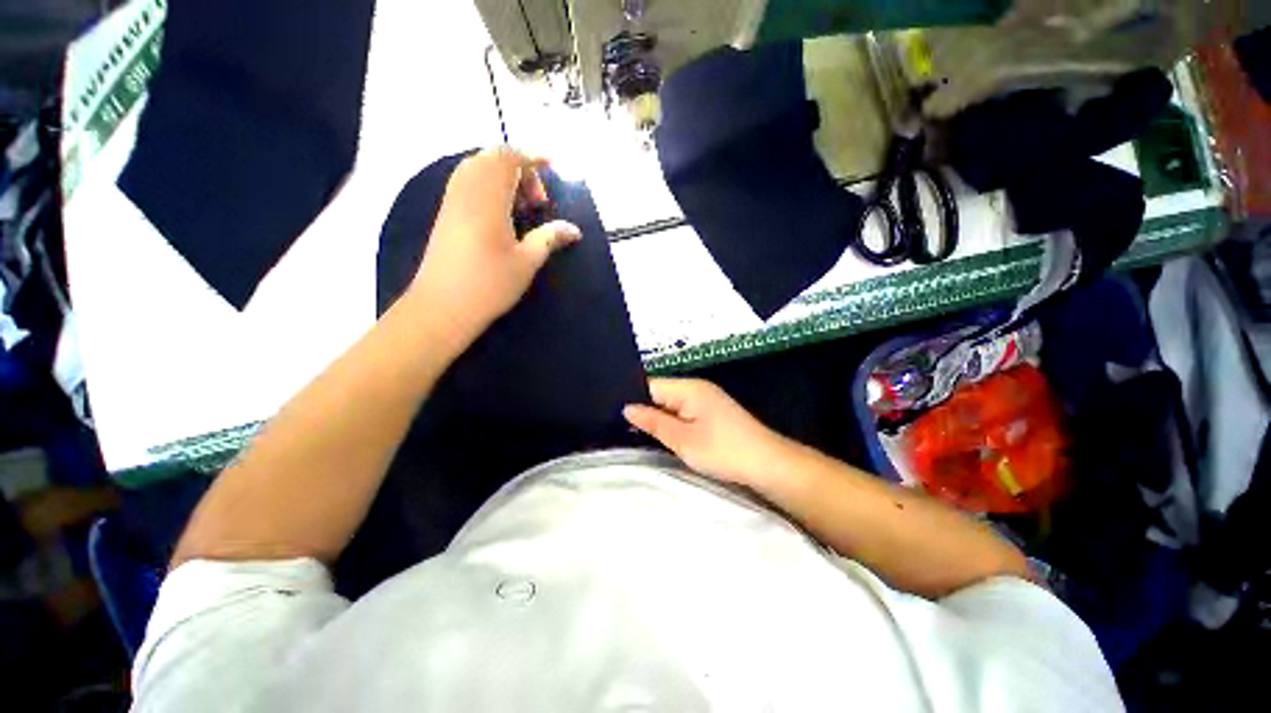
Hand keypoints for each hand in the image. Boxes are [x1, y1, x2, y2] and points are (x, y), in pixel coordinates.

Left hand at [407, 147, 581, 344]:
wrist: (443, 306)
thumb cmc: (490, 284)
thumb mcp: (527, 261)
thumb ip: (550, 238)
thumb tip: (574, 230)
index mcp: (488, 196)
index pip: (508, 157)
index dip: (532, 158)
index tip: (553, 168)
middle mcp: (466, 189)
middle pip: (491, 158)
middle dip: (519, 169)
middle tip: (538, 201)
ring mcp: (452, 200)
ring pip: (476, 168)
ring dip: (503, 178)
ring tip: (522, 208)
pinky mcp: (445, 214)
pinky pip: (467, 183)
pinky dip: (488, 186)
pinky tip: (502, 216)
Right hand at [623, 378, 795, 487]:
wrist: (767, 464)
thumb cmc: (723, 450)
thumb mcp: (683, 439)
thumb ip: (653, 422)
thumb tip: (627, 408)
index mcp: (689, 388)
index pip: (651, 384)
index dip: (632, 397)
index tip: (612, 413)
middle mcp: (696, 388)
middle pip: (661, 393)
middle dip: (643, 409)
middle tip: (618, 426)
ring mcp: (706, 401)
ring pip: (671, 404)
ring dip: (657, 417)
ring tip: (633, 432)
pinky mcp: (712, 414)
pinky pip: (683, 412)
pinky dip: (672, 422)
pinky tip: (661, 434)